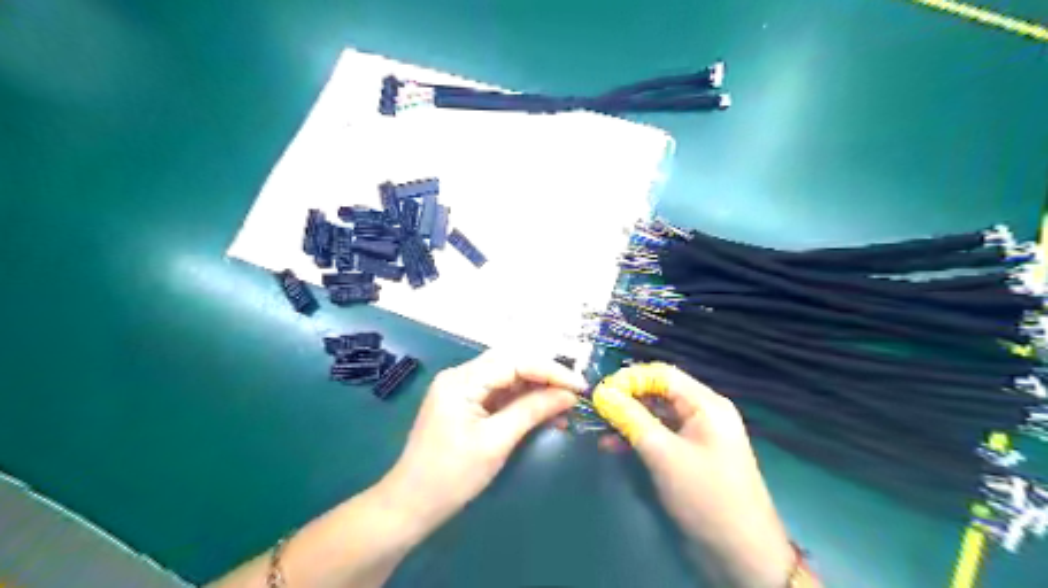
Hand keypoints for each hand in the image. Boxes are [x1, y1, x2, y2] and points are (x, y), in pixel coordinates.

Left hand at [379, 352, 587, 534]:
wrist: (410, 505)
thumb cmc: (451, 476)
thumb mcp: (496, 442)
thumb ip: (532, 411)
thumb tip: (568, 395)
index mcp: (462, 380)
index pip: (515, 361)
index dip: (551, 371)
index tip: (580, 386)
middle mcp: (461, 376)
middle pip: (511, 364)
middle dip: (545, 377)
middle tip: (575, 393)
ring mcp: (461, 389)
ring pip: (508, 378)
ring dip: (536, 390)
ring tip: (565, 406)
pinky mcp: (465, 403)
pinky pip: (499, 394)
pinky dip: (523, 402)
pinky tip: (544, 413)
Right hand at [593, 363, 789, 587]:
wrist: (741, 554)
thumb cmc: (705, 496)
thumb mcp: (663, 454)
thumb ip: (631, 418)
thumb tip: (603, 393)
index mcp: (706, 404)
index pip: (662, 375)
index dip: (629, 379)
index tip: (600, 392)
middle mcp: (704, 413)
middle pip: (659, 393)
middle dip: (627, 400)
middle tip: (597, 411)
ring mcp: (699, 435)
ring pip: (657, 415)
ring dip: (629, 420)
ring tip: (600, 431)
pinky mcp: (692, 455)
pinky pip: (662, 435)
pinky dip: (639, 438)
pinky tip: (614, 446)